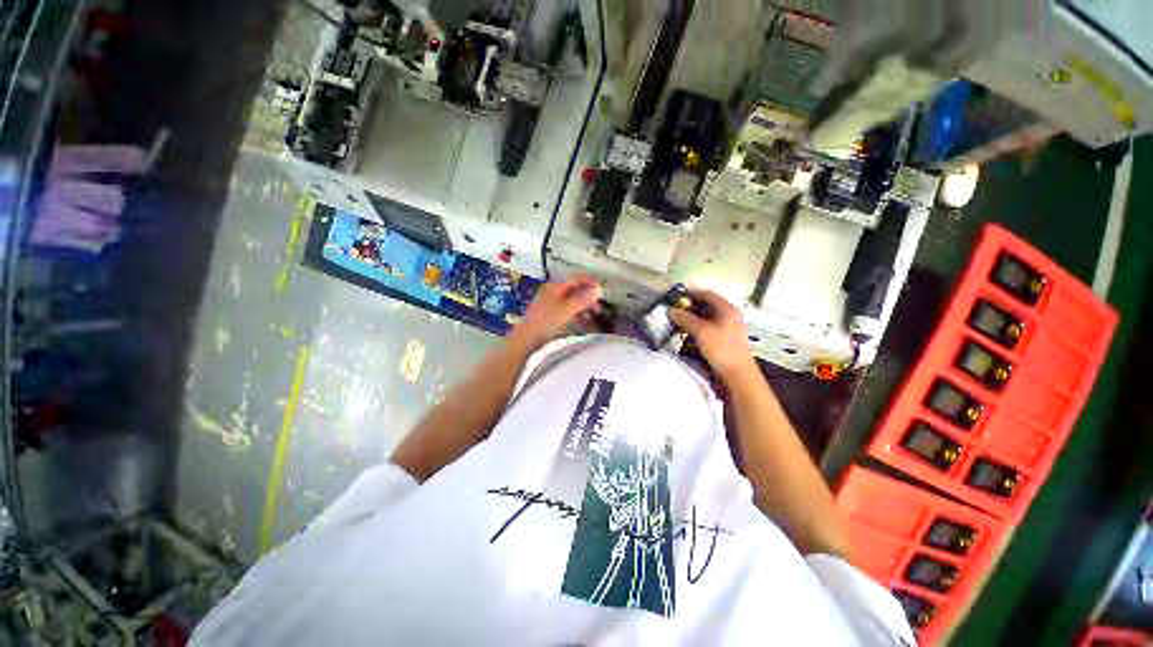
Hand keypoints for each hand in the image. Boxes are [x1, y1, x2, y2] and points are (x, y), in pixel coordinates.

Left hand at [515, 275, 602, 348]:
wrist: (527, 341)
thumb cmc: (546, 322)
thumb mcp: (567, 309)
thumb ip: (583, 299)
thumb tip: (599, 289)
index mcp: (555, 288)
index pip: (575, 279)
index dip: (589, 281)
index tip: (601, 287)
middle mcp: (553, 294)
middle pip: (574, 290)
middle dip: (588, 296)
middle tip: (599, 304)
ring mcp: (552, 306)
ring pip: (572, 302)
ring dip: (584, 306)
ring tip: (594, 314)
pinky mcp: (552, 318)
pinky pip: (569, 312)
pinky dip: (578, 314)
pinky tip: (584, 321)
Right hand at [668, 289, 757, 380]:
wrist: (737, 373)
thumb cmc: (721, 348)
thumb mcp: (701, 331)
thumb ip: (685, 319)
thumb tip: (671, 310)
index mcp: (727, 309)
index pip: (708, 294)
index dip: (692, 293)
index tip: (678, 295)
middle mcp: (729, 315)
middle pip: (708, 306)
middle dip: (690, 307)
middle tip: (675, 310)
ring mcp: (728, 327)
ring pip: (707, 318)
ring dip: (692, 319)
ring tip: (678, 322)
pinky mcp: (725, 339)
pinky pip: (708, 328)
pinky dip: (697, 328)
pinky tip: (687, 333)